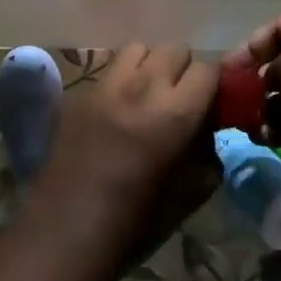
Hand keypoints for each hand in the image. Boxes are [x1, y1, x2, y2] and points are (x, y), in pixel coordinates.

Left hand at [26, 45, 220, 259]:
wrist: (66, 232)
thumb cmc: (134, 223)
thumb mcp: (189, 194)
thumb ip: (206, 154)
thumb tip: (207, 132)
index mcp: (175, 113)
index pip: (208, 70)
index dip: (214, 85)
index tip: (211, 104)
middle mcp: (142, 87)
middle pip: (174, 49)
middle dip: (184, 70)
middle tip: (180, 99)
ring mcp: (106, 85)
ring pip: (139, 49)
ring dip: (150, 65)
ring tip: (147, 94)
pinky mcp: (80, 92)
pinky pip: (109, 69)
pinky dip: (122, 79)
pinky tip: (117, 109)